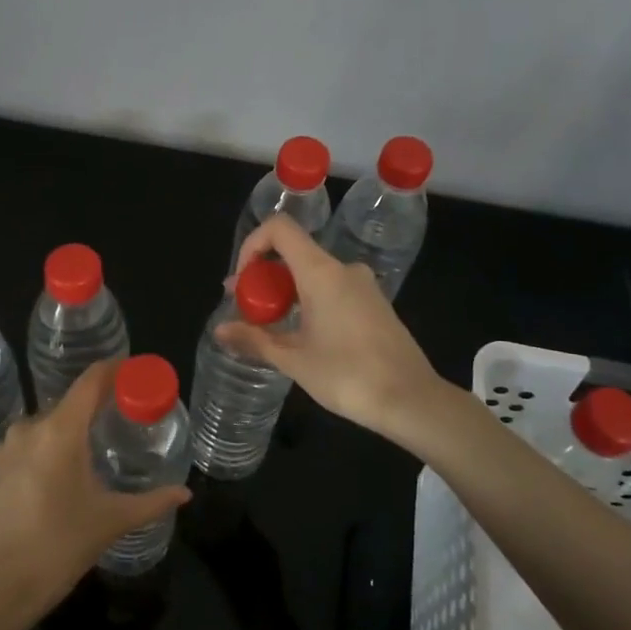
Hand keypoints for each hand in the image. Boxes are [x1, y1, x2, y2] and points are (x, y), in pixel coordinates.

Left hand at [0, 359, 190, 627]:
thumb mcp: (111, 521)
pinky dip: (47, 449)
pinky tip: (60, 474)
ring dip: (70, 430)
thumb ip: (152, 502)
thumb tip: (185, 493)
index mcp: (60, 431)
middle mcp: (29, 428)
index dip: (114, 370)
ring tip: (95, 449)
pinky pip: (27, 445)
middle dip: (97, 407)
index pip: (91, 381)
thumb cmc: (59, 547)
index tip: (135, 372)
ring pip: (46, 425)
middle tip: (124, 418)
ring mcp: (5, 448)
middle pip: (70, 403)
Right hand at [217, 213, 440, 438]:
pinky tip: (303, 335)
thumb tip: (219, 330)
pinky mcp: (375, 304)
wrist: (411, 400)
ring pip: (313, 274)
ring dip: (285, 292)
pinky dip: (309, 301)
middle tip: (245, 309)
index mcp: (321, 272)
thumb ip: (254, 339)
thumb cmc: (347, 375)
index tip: (242, 281)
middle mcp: (343, 269)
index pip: (280, 229)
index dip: (252, 245)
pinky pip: (332, 289)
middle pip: (294, 253)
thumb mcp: (293, 359)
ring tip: (269, 326)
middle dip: (263, 277)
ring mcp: (363, 286)